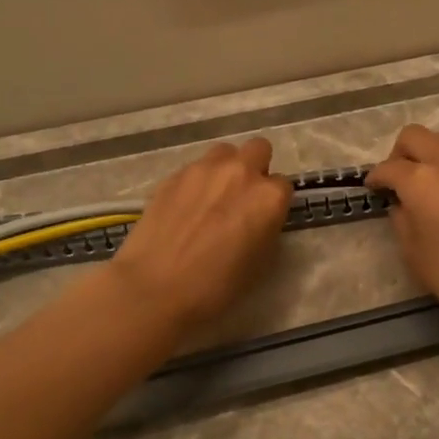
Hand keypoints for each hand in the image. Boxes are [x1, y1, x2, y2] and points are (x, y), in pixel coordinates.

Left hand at [111, 138, 292, 332]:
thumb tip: (258, 219)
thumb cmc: (216, 287)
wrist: (155, 288)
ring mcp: (204, 169)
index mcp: (268, 198)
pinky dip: (197, 181)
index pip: (283, 185)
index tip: (264, 218)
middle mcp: (240, 172)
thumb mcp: (259, 263)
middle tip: (242, 198)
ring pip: (224, 153)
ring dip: (226, 168)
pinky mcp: (173, 174)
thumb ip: (265, 228)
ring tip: (212, 197)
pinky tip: (185, 208)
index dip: (274, 203)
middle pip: (258, 150)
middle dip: (255, 168)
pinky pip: (195, 168)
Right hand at [364, 124, 438, 334]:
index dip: (376, 178)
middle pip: (416, 136)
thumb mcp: (414, 254)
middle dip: (400, 153)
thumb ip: (402, 221)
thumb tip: (402, 205)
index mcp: (421, 180)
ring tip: (429, 184)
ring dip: (430, 155)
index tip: (373, 189)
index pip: (389, 168)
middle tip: (398, 179)